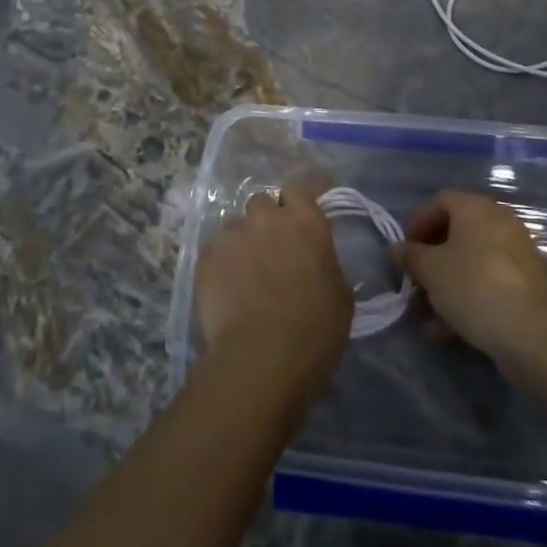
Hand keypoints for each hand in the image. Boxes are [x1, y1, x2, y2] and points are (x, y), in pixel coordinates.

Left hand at [196, 182, 352, 397]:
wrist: (263, 356)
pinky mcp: (205, 259)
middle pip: (260, 202)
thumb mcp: (340, 297)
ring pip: (234, 228)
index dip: (294, 203)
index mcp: (305, 222)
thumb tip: (317, 266)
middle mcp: (266, 219)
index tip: (296, 221)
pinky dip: (219, 266)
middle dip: (264, 219)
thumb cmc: (315, 328)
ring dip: (241, 244)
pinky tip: (226, 291)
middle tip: (270, 248)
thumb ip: (326, 267)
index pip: (296, 189)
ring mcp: (231, 236)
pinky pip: (212, 253)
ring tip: (244, 276)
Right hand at [393, 189, 546, 362]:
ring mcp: (518, 252)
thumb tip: (397, 248)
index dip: (417, 222)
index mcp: (476, 208)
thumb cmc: (472, 286)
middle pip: (457, 231)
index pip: (440, 201)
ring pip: (472, 260)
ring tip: (428, 312)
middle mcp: (500, 221)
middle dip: (432, 256)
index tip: (405, 250)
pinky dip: (469, 295)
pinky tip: (449, 327)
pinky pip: (490, 280)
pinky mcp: (529, 283)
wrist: (531, 333)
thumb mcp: (430, 270)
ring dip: (447, 281)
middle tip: (416, 279)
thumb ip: (410, 255)